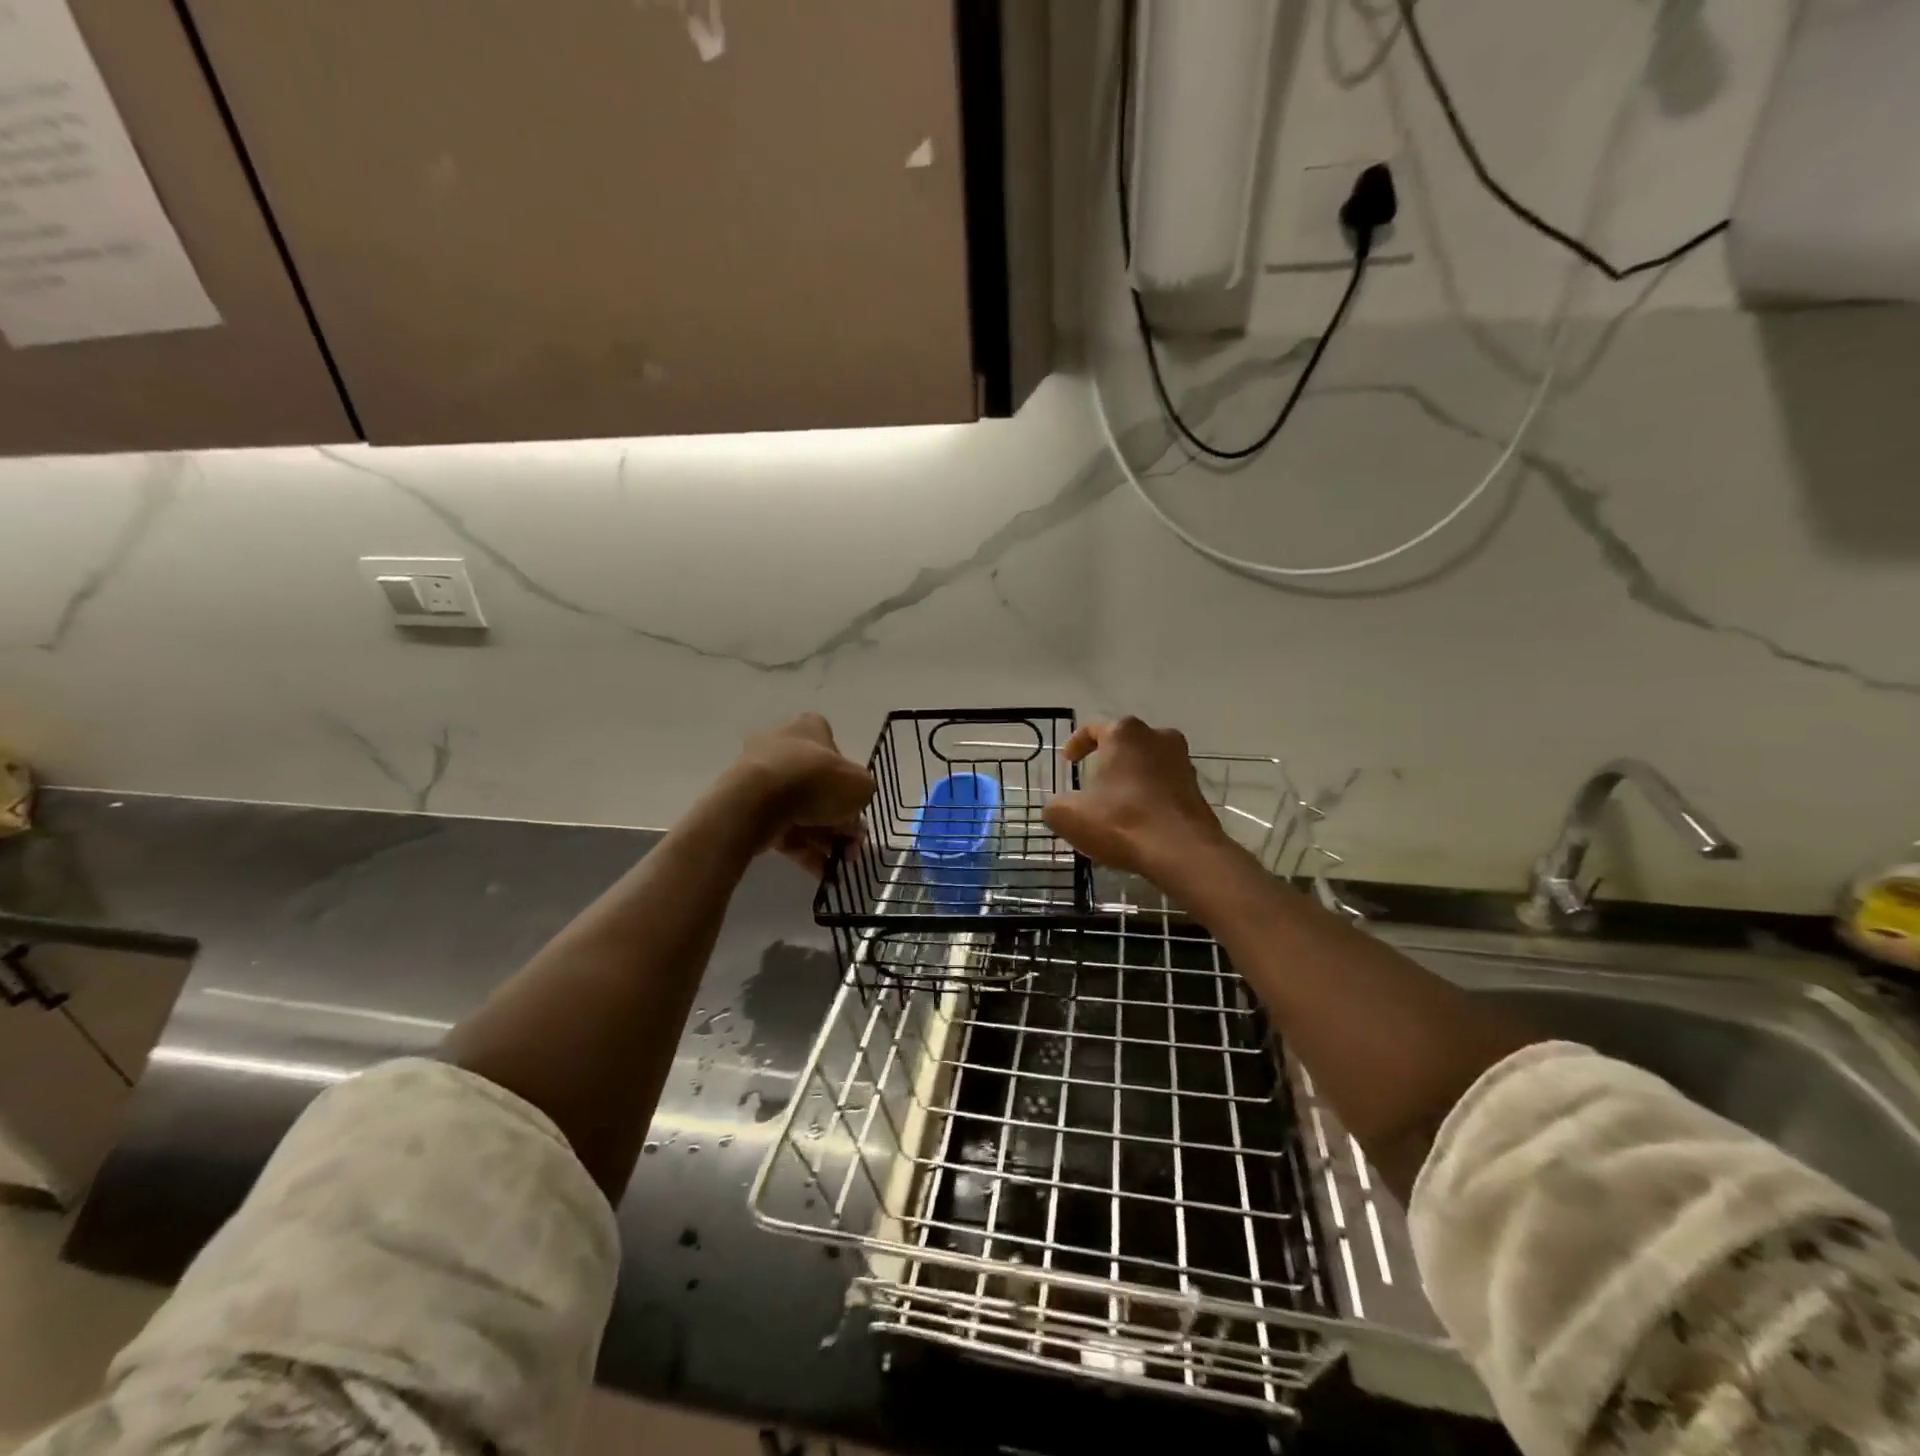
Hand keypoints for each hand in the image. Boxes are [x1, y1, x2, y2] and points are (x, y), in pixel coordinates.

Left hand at [727, 713, 874, 875]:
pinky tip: (822, 873)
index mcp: (809, 729)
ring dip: (825, 839)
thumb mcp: (860, 786)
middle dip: (840, 820)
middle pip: (819, 786)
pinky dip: (804, 850)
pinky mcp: (748, 808)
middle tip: (854, 845)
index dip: (849, 780)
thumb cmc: (817, 781)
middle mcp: (782, 746)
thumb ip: (862, 795)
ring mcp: (762, 778)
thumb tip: (852, 813)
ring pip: (802, 811)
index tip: (857, 806)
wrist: (759, 801)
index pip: (834, 751)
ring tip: (840, 865)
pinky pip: (783, 830)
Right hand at [1043, 717, 1232, 889]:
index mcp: (1124, 733)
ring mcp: (1182, 762)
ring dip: (1130, 782)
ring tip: (1114, 809)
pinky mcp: (1197, 790)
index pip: (1093, 728)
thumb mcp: (1068, 816)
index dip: (1076, 744)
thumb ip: (1055, 806)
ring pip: (1147, 766)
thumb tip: (1057, 807)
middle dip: (1107, 763)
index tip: (1068, 762)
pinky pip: (1164, 788)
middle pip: (1124, 745)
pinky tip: (1138, 825)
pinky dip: (1149, 799)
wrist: (1183, 853)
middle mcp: (1158, 737)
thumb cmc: (1121, 821)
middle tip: (1092, 786)